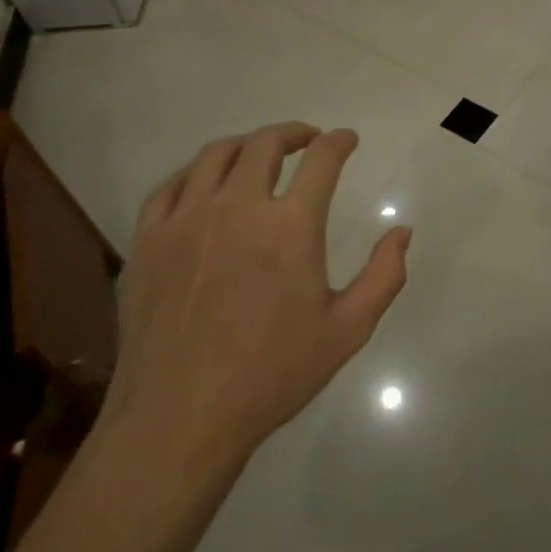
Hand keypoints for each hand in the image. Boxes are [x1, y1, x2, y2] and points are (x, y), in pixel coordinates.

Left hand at [98, 123, 411, 471]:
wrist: (180, 418)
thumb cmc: (271, 375)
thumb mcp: (347, 331)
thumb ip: (383, 276)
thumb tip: (402, 231)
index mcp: (290, 226)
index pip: (322, 160)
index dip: (339, 142)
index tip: (346, 140)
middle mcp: (237, 206)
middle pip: (265, 144)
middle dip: (293, 133)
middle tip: (306, 141)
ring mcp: (186, 219)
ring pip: (215, 155)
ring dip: (246, 144)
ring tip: (258, 154)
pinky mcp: (148, 239)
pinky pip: (170, 185)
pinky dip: (194, 172)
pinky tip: (203, 184)